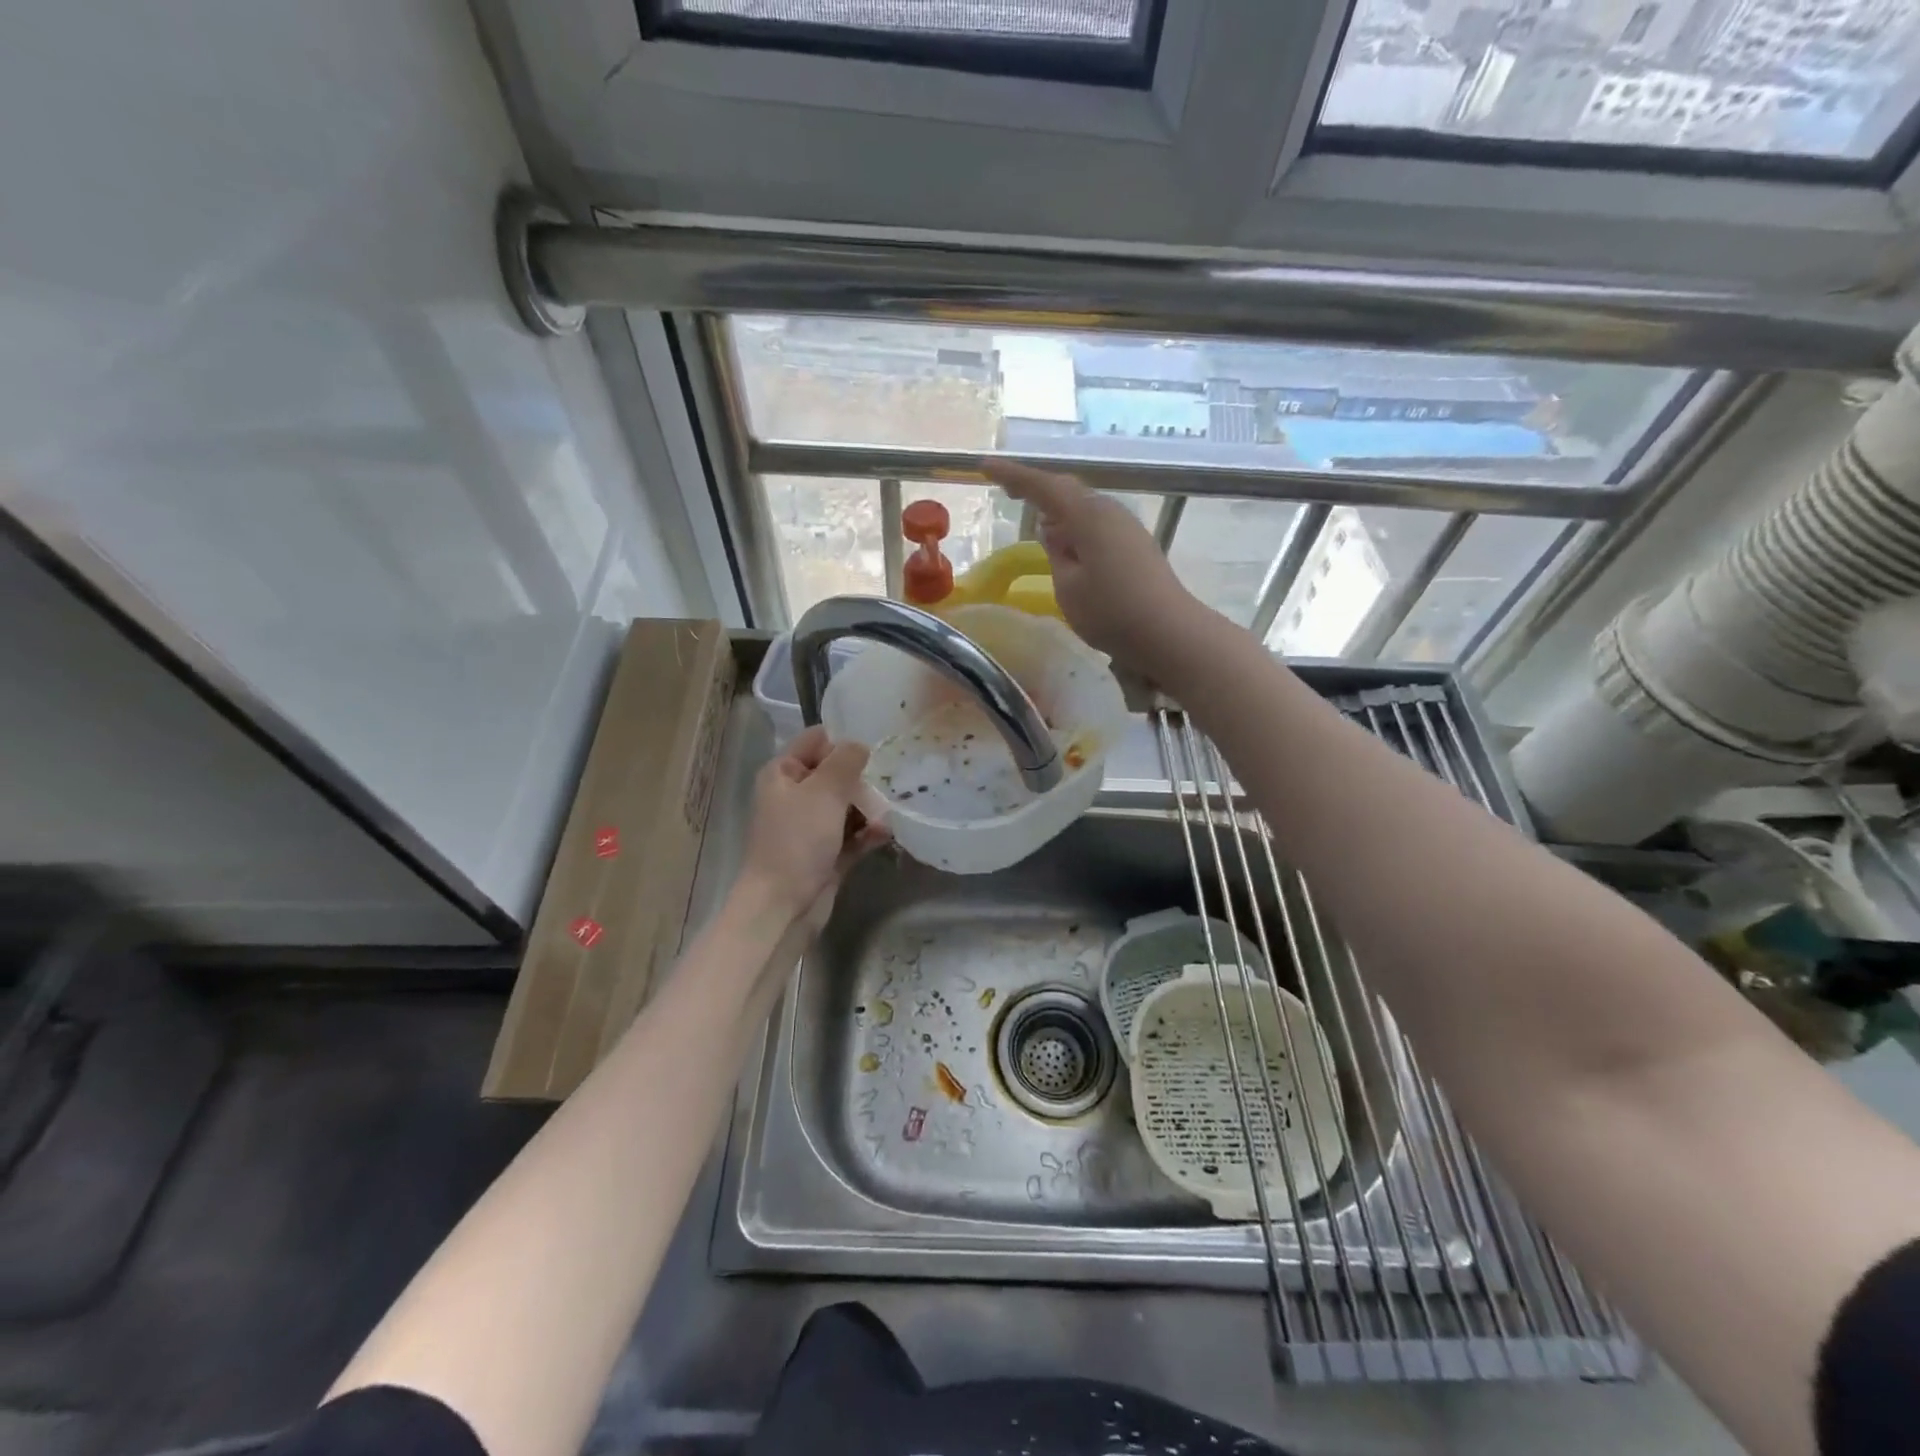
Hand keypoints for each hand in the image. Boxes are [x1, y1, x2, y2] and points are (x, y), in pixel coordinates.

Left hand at [736, 726, 889, 935]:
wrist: (783, 905)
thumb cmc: (798, 840)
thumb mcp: (824, 791)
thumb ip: (846, 762)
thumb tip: (860, 745)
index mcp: (783, 773)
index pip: (815, 741)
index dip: (842, 741)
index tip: (875, 748)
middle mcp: (794, 796)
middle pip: (835, 774)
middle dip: (862, 778)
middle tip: (891, 780)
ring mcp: (810, 827)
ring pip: (846, 805)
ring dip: (869, 807)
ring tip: (891, 809)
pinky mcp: (825, 853)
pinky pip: (851, 834)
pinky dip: (867, 833)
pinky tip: (886, 834)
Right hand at [983, 460, 1208, 673]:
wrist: (1169, 633)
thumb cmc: (1112, 612)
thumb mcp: (1069, 586)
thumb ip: (1056, 554)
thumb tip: (1053, 531)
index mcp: (1088, 516)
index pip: (1044, 487)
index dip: (1014, 476)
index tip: (985, 467)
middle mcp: (1109, 512)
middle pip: (1067, 491)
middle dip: (1037, 489)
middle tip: (1009, 491)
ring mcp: (1127, 527)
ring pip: (1084, 509)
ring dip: (1058, 511)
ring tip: (1036, 522)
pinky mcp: (1137, 545)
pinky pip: (1097, 525)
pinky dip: (1076, 528)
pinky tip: (1069, 546)